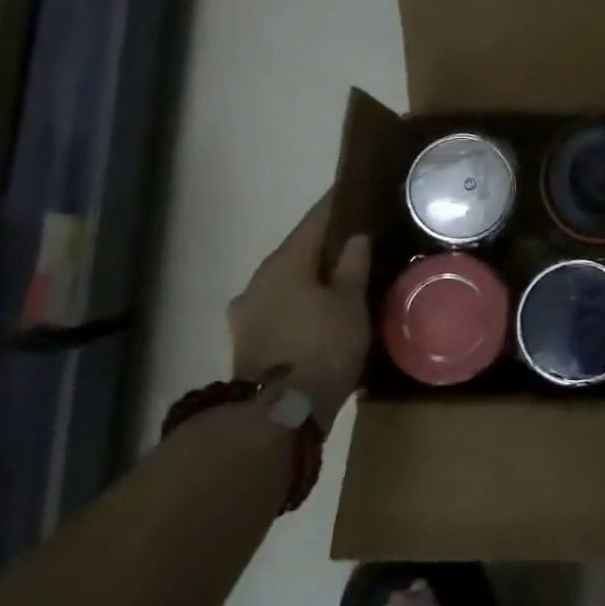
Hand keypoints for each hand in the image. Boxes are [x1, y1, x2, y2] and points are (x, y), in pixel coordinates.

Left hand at [227, 191, 371, 427]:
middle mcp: (259, 280)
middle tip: (356, 240)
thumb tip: (355, 237)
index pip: (314, 221)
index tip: (351, 191)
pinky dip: (301, 303)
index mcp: (285, 262)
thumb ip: (352, 266)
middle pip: (298, 252)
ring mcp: (248, 312)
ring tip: (341, 279)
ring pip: (287, 282)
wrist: (276, 414)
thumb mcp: (350, 303)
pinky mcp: (248, 341)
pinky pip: (281, 308)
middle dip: (324, 245)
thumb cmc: (321, 348)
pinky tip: (319, 313)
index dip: (335, 205)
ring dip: (311, 277)